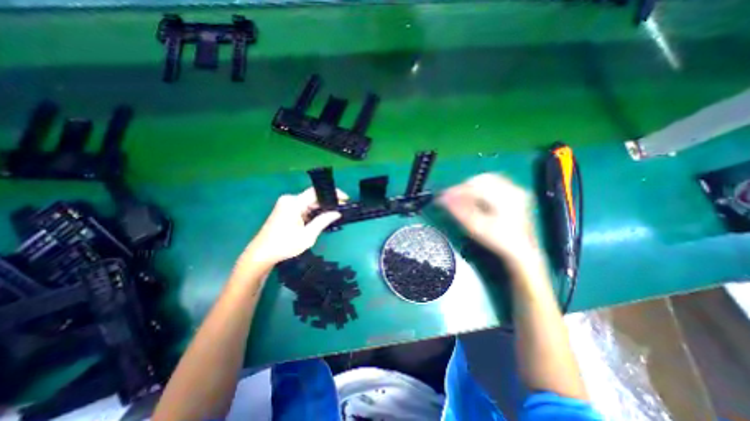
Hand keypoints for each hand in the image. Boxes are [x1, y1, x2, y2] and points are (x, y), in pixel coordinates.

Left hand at [240, 189, 347, 267]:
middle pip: (313, 197)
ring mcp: (286, 204)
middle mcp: (289, 200)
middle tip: (341, 210)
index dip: (332, 193)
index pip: (316, 192)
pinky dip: (312, 213)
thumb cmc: (284, 245)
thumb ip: (322, 221)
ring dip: (320, 209)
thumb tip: (337, 212)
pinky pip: (303, 207)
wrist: (261, 254)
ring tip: (333, 216)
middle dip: (327, 203)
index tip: (345, 199)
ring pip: (308, 203)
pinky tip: (320, 219)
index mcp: (293, 203)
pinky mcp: (285, 210)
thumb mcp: (307, 235)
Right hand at [441, 173, 538, 264]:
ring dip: (473, 186)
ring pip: (489, 179)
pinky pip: (496, 183)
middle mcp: (513, 190)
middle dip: (465, 187)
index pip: (475, 187)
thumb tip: (444, 199)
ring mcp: (517, 190)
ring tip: (462, 197)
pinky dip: (482, 187)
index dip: (457, 191)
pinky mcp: (517, 193)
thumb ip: (460, 211)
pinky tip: (476, 197)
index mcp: (505, 198)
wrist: (522, 251)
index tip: (445, 197)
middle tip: (453, 197)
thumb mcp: (477, 228)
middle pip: (483, 179)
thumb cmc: (498, 241)